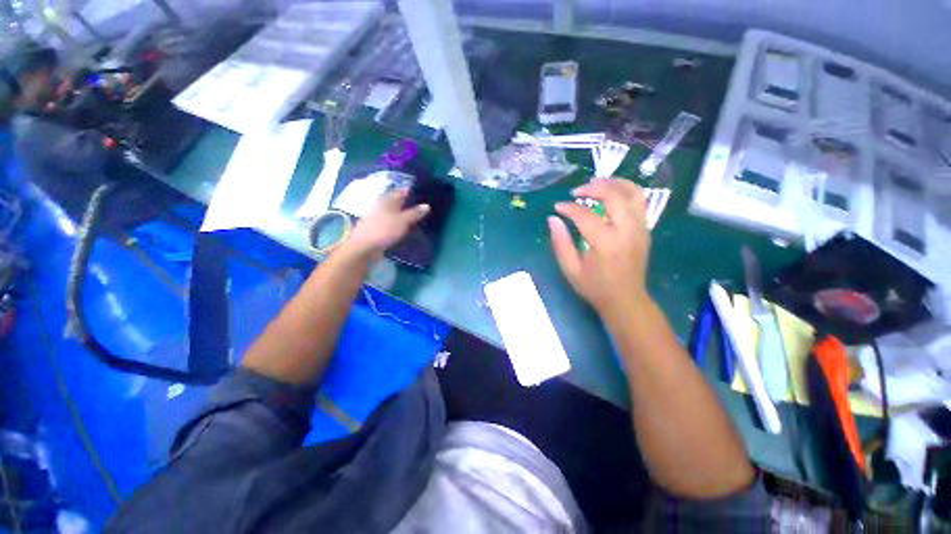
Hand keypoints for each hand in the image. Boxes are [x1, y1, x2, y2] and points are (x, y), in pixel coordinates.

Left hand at [344, 188, 429, 258]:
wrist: (364, 247)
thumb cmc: (384, 230)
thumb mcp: (403, 221)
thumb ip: (415, 213)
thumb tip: (427, 205)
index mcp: (386, 200)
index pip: (400, 191)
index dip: (410, 191)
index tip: (422, 193)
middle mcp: (381, 206)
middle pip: (396, 202)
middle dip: (408, 203)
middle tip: (421, 207)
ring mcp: (378, 217)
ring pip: (393, 212)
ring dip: (403, 214)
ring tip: (416, 218)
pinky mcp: (377, 228)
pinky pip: (391, 222)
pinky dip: (398, 223)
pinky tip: (405, 228)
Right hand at [548, 178, 651, 316]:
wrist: (626, 300)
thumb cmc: (595, 287)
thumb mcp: (570, 269)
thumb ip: (560, 242)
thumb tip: (553, 219)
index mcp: (606, 243)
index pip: (585, 215)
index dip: (568, 208)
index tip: (557, 207)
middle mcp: (627, 231)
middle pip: (614, 196)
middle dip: (593, 188)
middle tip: (576, 191)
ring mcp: (640, 228)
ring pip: (633, 193)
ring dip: (613, 183)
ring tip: (595, 183)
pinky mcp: (645, 229)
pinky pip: (639, 201)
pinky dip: (625, 190)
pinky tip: (611, 192)